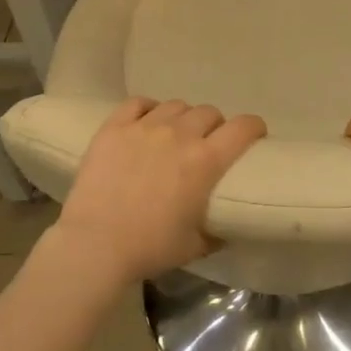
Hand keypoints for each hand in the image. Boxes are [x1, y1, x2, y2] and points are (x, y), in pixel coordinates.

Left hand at [48, 97, 266, 288]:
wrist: (95, 245)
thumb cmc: (150, 248)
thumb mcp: (196, 245)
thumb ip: (217, 230)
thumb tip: (227, 225)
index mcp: (206, 161)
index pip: (243, 127)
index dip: (254, 127)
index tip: (255, 135)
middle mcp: (179, 135)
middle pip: (209, 113)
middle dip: (215, 126)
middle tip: (208, 143)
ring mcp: (144, 127)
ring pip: (176, 105)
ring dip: (183, 117)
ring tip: (175, 134)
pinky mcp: (114, 128)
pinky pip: (138, 103)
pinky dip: (148, 109)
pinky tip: (147, 121)